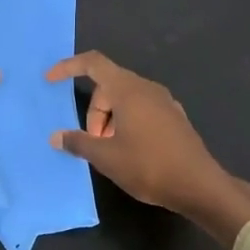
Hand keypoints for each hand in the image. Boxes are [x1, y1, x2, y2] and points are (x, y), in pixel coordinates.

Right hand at [46, 52, 249, 247]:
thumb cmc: (149, 166)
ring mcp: (165, 103)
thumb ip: (78, 142)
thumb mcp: (106, 157)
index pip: (93, 64)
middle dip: (94, 112)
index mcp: (129, 90)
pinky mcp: (174, 118)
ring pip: (125, 100)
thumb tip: (56, 136)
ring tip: (110, 150)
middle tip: (92, 143)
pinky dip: (127, 123)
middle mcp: (147, 89)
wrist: (199, 186)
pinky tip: (129, 151)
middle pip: (108, 86)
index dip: (68, 67)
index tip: (50, 80)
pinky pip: (141, 110)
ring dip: (110, 120)